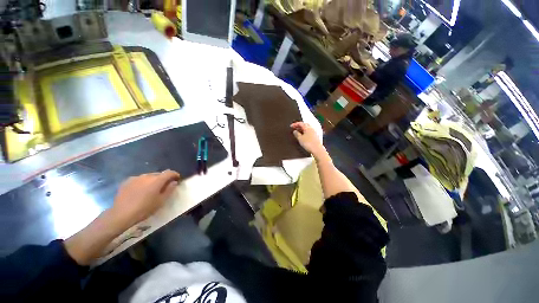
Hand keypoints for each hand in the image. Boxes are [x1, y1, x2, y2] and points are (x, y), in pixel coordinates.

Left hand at [110, 170, 180, 228]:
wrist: (121, 214)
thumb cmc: (145, 209)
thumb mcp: (161, 201)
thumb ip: (169, 190)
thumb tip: (174, 182)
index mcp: (157, 180)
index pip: (169, 172)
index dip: (175, 174)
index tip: (177, 178)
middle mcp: (147, 176)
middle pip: (159, 174)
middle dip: (163, 178)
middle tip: (164, 186)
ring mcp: (136, 178)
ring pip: (148, 176)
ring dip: (153, 180)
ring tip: (151, 189)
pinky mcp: (127, 181)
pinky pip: (139, 179)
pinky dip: (143, 183)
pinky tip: (140, 191)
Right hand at [291, 122, 325, 157]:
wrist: (317, 149)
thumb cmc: (308, 143)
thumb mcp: (300, 139)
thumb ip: (297, 134)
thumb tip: (295, 131)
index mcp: (307, 128)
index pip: (300, 123)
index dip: (295, 124)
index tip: (291, 126)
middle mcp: (311, 128)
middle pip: (304, 125)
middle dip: (299, 126)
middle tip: (295, 128)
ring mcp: (314, 132)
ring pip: (307, 128)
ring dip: (302, 129)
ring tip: (298, 132)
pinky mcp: (315, 136)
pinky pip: (309, 132)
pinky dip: (305, 132)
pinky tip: (303, 136)